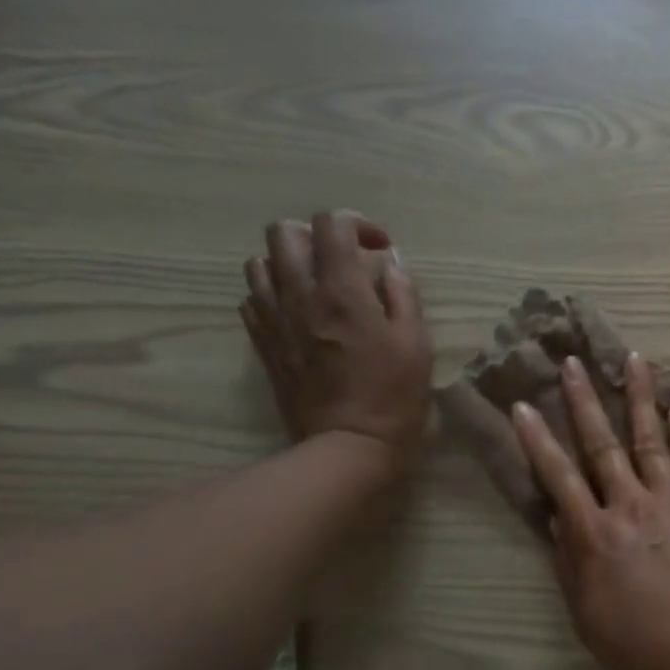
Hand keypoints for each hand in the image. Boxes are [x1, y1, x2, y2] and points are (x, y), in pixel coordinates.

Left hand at [240, 213, 432, 464]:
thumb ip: (403, 294)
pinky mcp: (263, 344)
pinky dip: (273, 294)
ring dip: (288, 263)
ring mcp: (274, 319)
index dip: (357, 224)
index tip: (378, 248)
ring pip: (260, 262)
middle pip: (284, 232)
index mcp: (343, 290)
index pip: (332, 223)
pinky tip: (298, 312)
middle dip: (316, 236)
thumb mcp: (417, 342)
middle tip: (342, 261)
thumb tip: (390, 264)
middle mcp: (300, 294)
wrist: (347, 446)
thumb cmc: (393, 396)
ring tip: (316, 284)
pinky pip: (252, 298)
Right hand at [511, 351, 669, 669]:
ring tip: (632, 358)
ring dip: (640, 395)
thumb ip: (569, 561)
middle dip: (584, 400)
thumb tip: (556, 517)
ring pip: (651, 437)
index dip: (537, 440)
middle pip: (602, 444)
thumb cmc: (640, 646)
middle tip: (572, 361)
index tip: (522, 405)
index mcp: (596, 535)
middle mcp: (632, 505)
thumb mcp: (586, 613)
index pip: (558, 477)